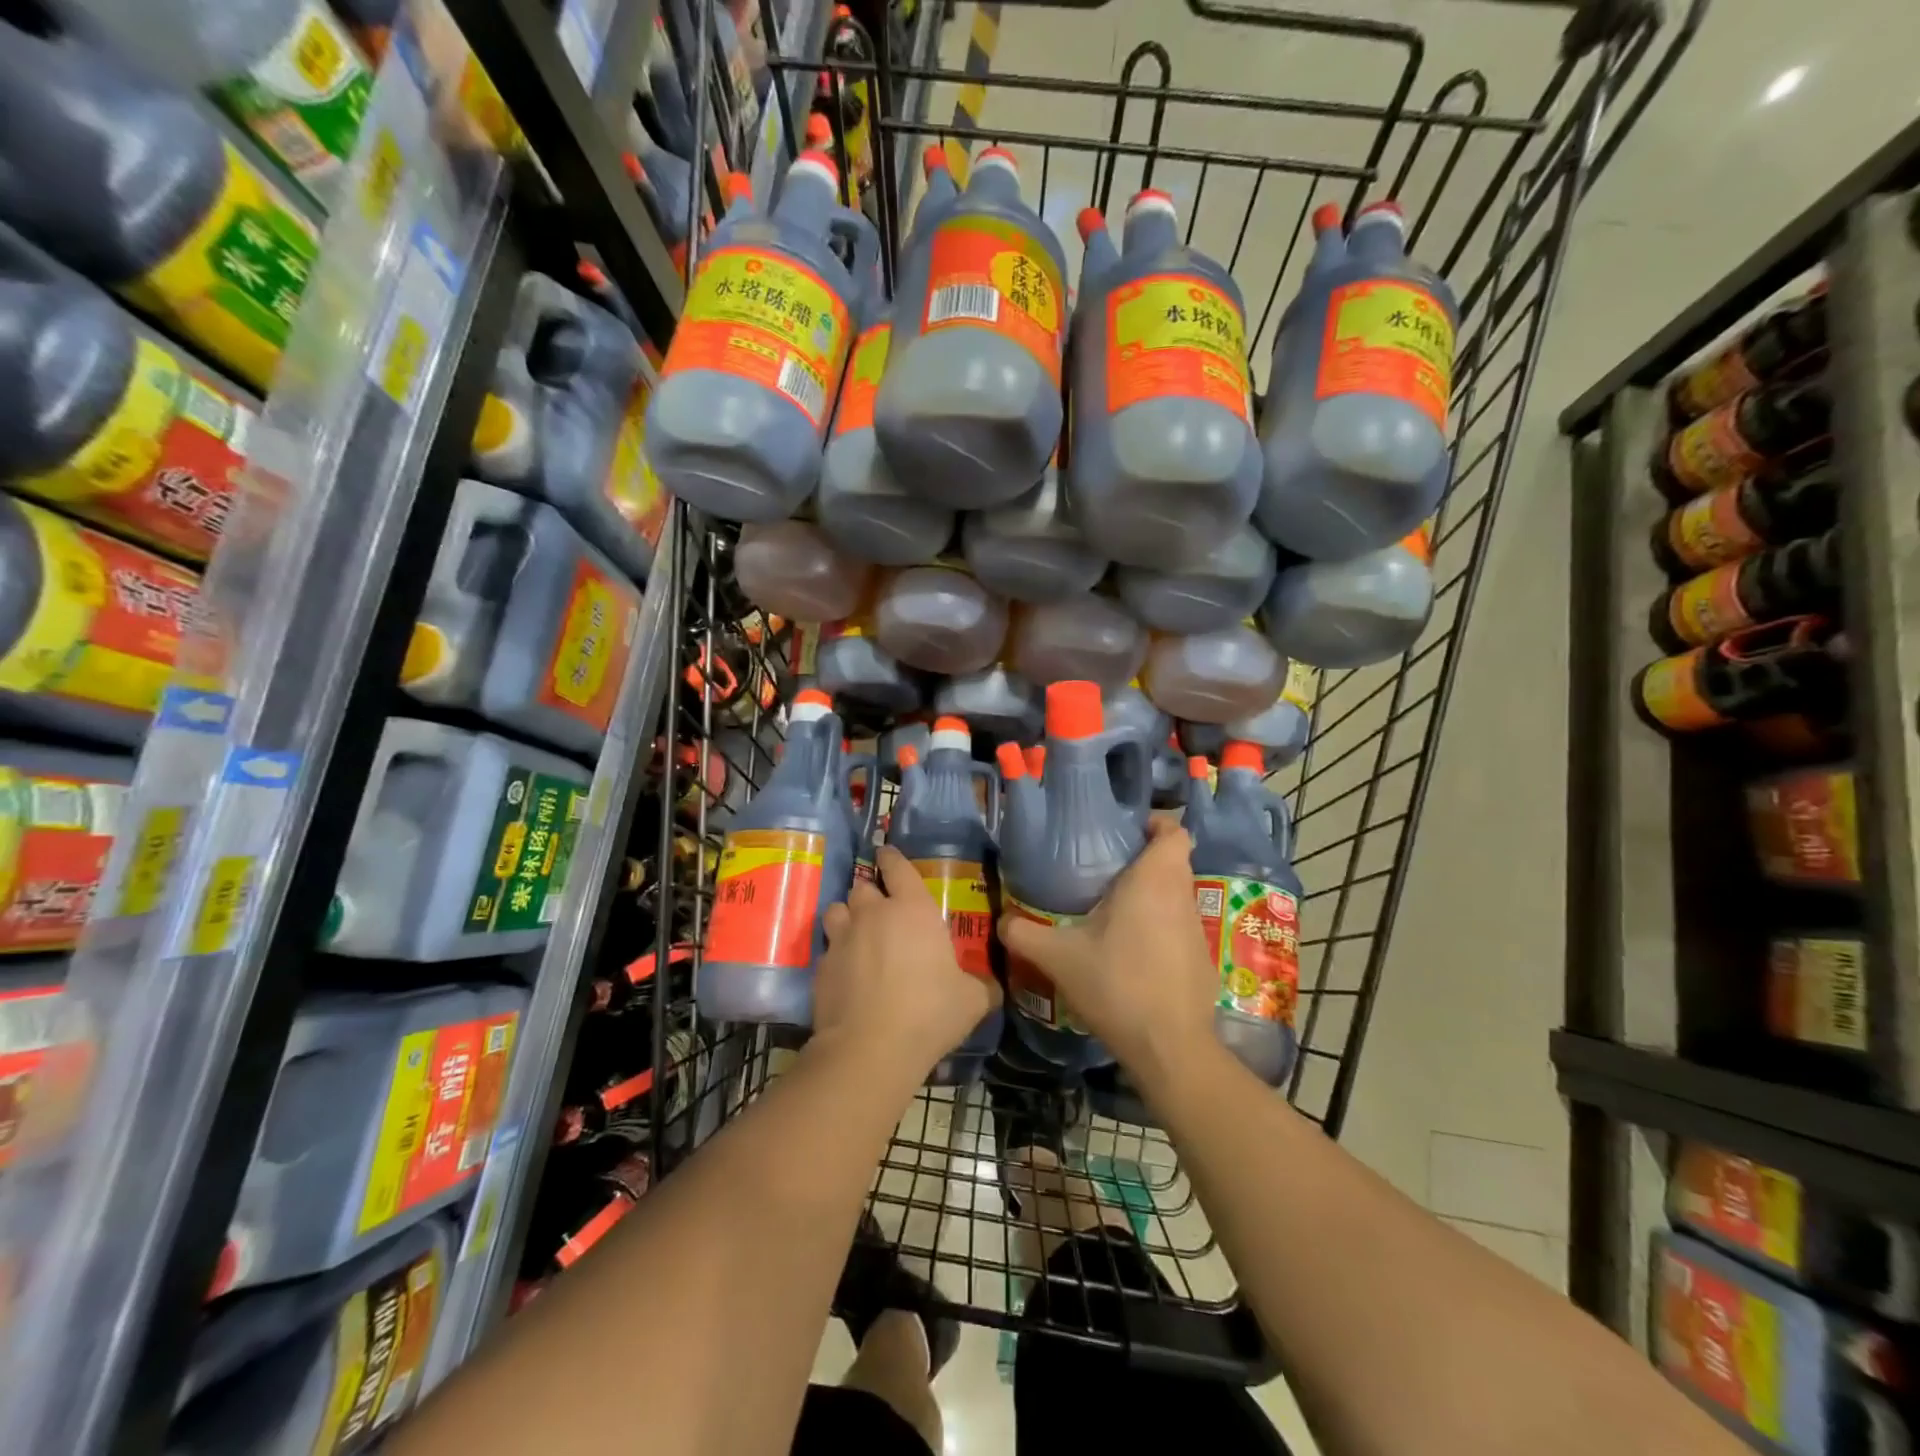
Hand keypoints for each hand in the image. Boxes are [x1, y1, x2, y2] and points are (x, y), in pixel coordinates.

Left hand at [814, 846, 1000, 1083]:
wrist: (869, 1048)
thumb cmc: (929, 1013)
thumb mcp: (972, 1001)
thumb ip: (982, 986)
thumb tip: (994, 987)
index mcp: (912, 910)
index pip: (897, 867)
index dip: (891, 858)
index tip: (886, 853)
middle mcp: (873, 914)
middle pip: (863, 887)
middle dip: (870, 893)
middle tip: (881, 910)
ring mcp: (842, 938)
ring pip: (837, 910)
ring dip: (847, 917)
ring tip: (857, 934)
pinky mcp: (821, 966)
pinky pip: (828, 948)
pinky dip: (836, 954)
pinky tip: (846, 973)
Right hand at [999, 819, 1217, 1084]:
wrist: (1169, 1048)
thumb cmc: (1116, 984)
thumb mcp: (1059, 958)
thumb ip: (1024, 933)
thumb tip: (1002, 919)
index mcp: (1153, 881)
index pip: (1175, 831)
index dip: (1156, 824)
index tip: (1127, 832)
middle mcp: (1181, 897)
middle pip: (1173, 863)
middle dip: (1144, 861)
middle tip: (1105, 871)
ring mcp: (1197, 931)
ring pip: (1176, 896)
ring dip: (1152, 897)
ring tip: (1113, 910)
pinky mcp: (1202, 961)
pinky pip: (1180, 928)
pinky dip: (1160, 929)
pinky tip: (1132, 952)